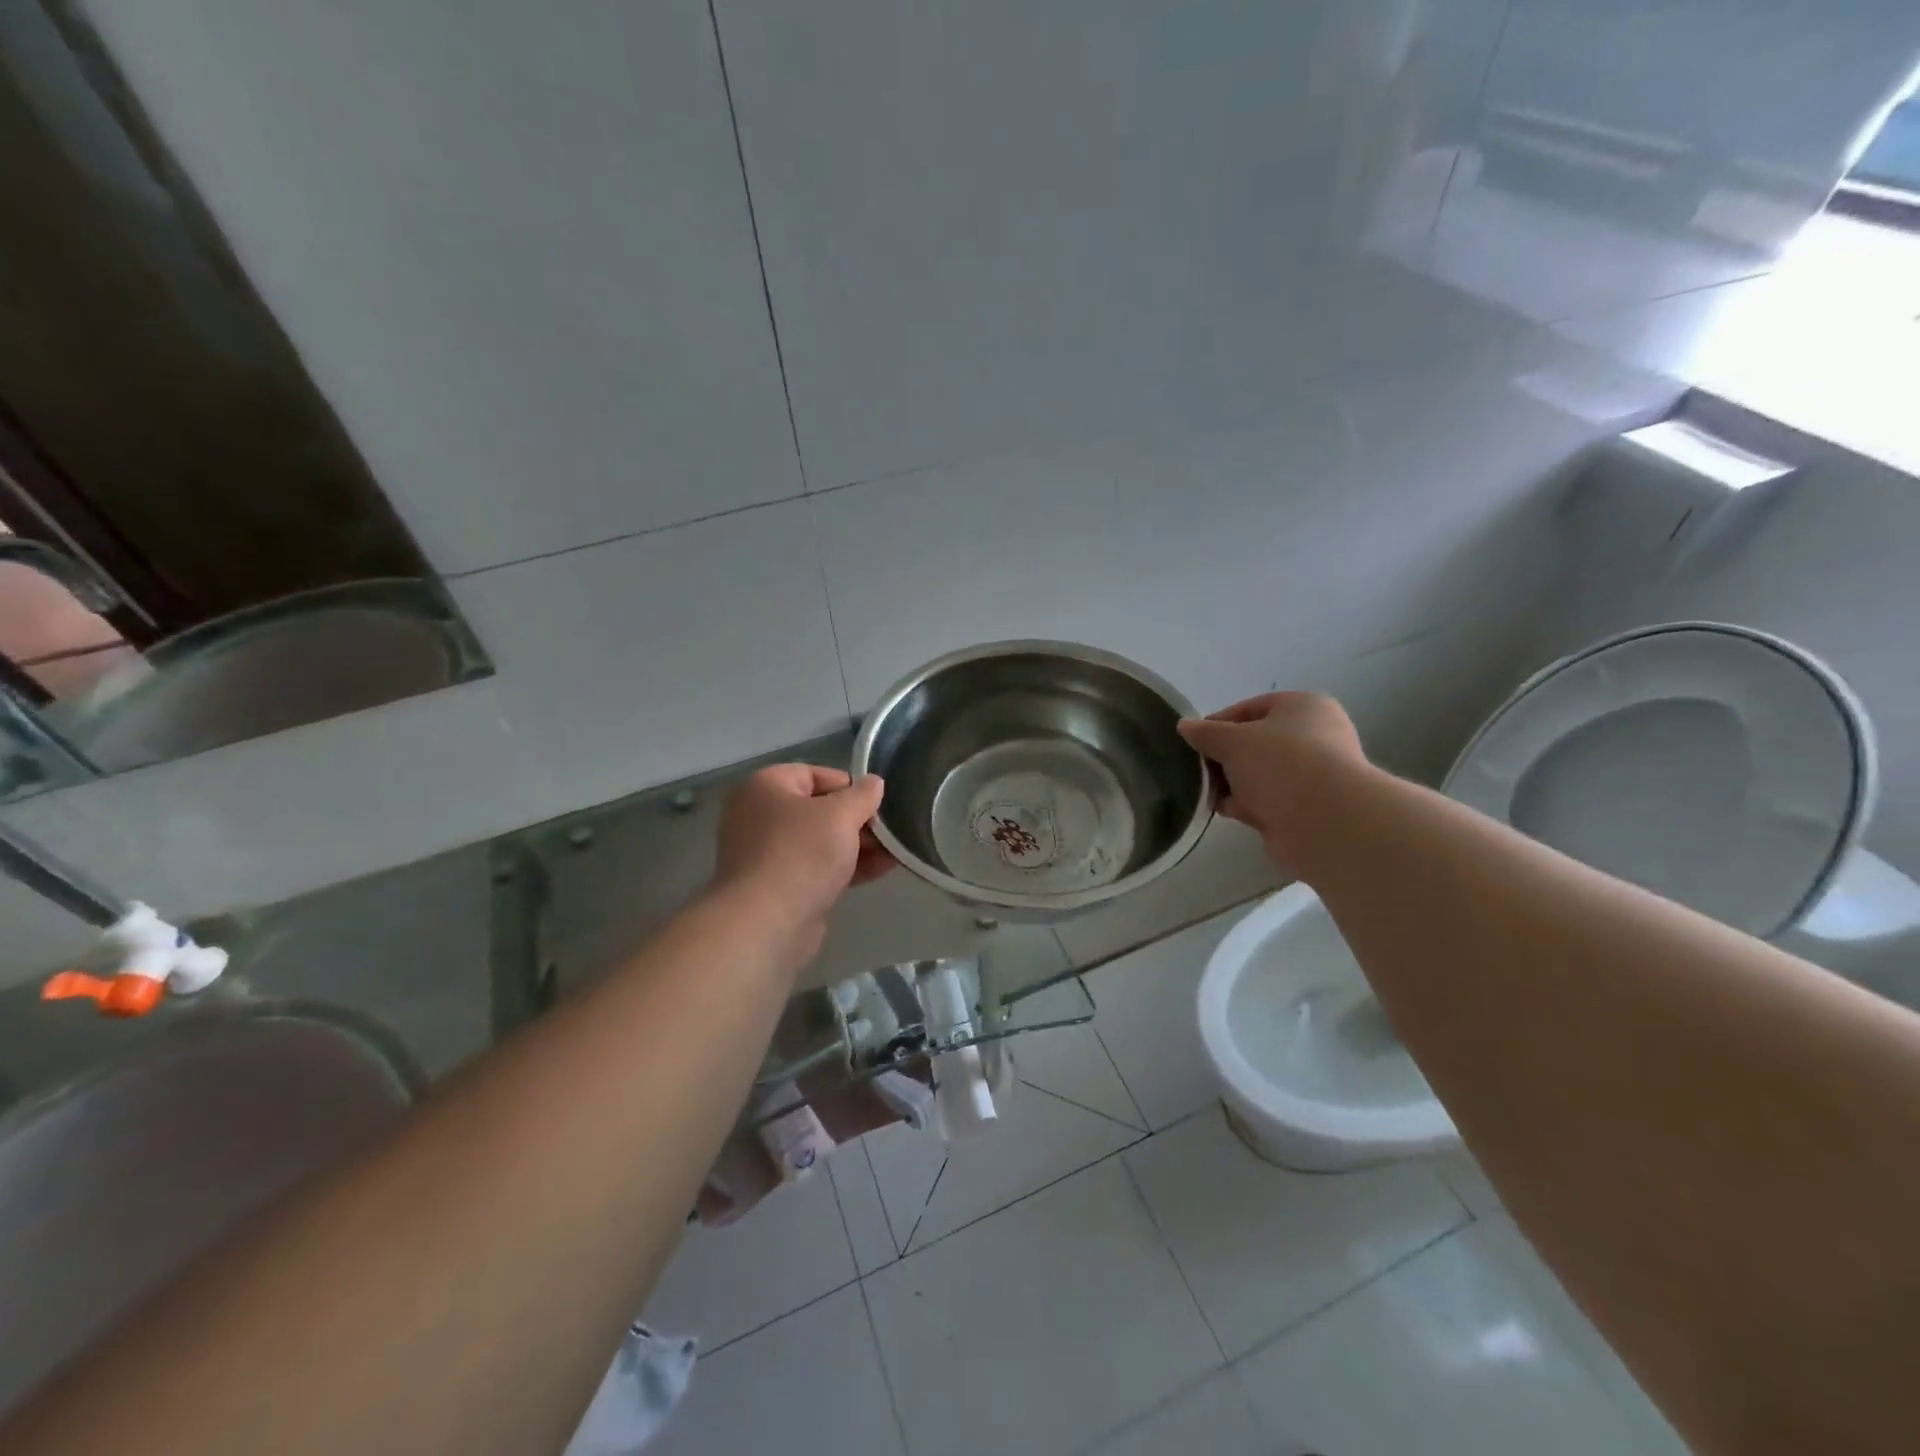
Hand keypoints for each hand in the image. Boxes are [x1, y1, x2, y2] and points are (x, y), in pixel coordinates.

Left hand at [711, 765, 892, 968]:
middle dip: (858, 820)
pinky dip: (847, 867)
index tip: (877, 803)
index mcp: (765, 787)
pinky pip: (818, 868)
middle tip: (890, 830)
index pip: (814, 774)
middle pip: (819, 809)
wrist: (766, 923)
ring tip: (895, 851)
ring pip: (821, 841)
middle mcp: (759, 816)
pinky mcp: (779, 886)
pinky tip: (882, 869)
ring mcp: (767, 854)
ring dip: (858, 845)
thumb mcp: (840, 815)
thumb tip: (874, 783)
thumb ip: (862, 795)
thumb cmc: (801, 854)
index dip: (849, 786)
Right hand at [1178, 692, 1367, 876]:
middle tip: (1196, 770)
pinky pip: (1266, 801)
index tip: (1193, 742)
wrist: (1325, 822)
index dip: (1218, 723)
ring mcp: (1311, 775)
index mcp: (1304, 708)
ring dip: (1232, 784)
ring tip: (1205, 793)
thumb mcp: (1233, 741)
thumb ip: (1206, 733)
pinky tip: (1224, 811)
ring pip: (1258, 774)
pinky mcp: (1304, 808)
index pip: (1250, 708)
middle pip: (1254, 743)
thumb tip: (1184, 726)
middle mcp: (1313, 737)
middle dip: (1223, 757)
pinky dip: (1245, 805)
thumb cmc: (1280, 764)